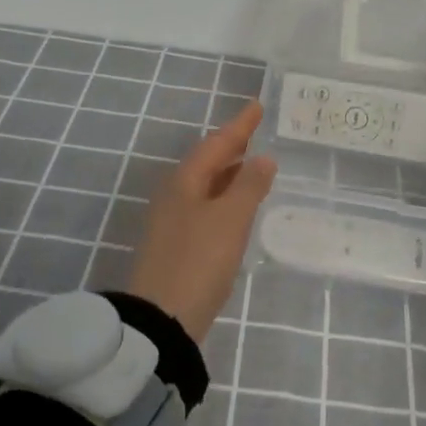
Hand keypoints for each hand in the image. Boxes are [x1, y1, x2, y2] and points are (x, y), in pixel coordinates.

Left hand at [126, 100, 276, 342]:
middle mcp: (175, 195)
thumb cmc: (199, 260)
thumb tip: (263, 159)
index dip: (240, 125)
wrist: (162, 319)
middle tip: (255, 132)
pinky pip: (205, 206)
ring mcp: (173, 221)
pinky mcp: (178, 245)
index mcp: (185, 181)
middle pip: (207, 161)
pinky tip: (238, 208)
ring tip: (252, 164)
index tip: (257, 105)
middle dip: (232, 146)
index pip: (217, 143)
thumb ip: (249, 186)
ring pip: (206, 185)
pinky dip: (225, 197)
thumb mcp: (230, 219)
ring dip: (229, 172)